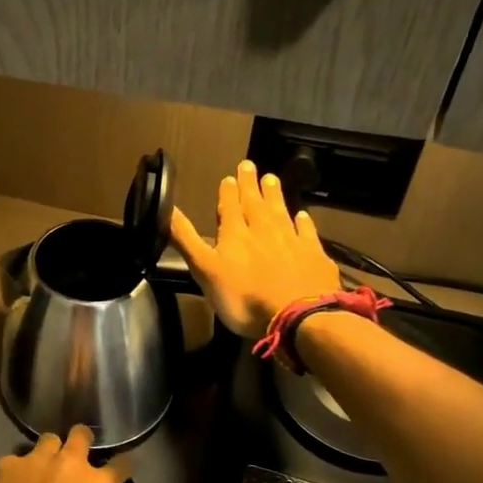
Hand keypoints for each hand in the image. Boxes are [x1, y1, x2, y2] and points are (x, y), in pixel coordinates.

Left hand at [0, 426, 128, 482]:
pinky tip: (10, 482)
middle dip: (81, 438)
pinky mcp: (10, 462)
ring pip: (48, 439)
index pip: (122, 466)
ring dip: (48, 450)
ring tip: (42, 463)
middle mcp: (71, 463)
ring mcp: (39, 458)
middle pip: (82, 434)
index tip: (125, 464)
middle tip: (77, 448)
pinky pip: (15, 460)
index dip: (125, 464)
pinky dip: (15, 470)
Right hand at [169, 160, 341, 337]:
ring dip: (274, 195)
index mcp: (235, 235)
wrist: (298, 317)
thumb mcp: (205, 270)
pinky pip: (307, 233)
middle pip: (255, 203)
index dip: (228, 192)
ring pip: (281, 212)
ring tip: (271, 178)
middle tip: (249, 165)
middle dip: (250, 185)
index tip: (229, 176)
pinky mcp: (314, 256)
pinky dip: (304, 223)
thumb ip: (186, 239)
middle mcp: (264, 231)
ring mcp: (292, 242)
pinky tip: (303, 215)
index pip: (229, 207)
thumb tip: (168, 208)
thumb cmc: (244, 297)